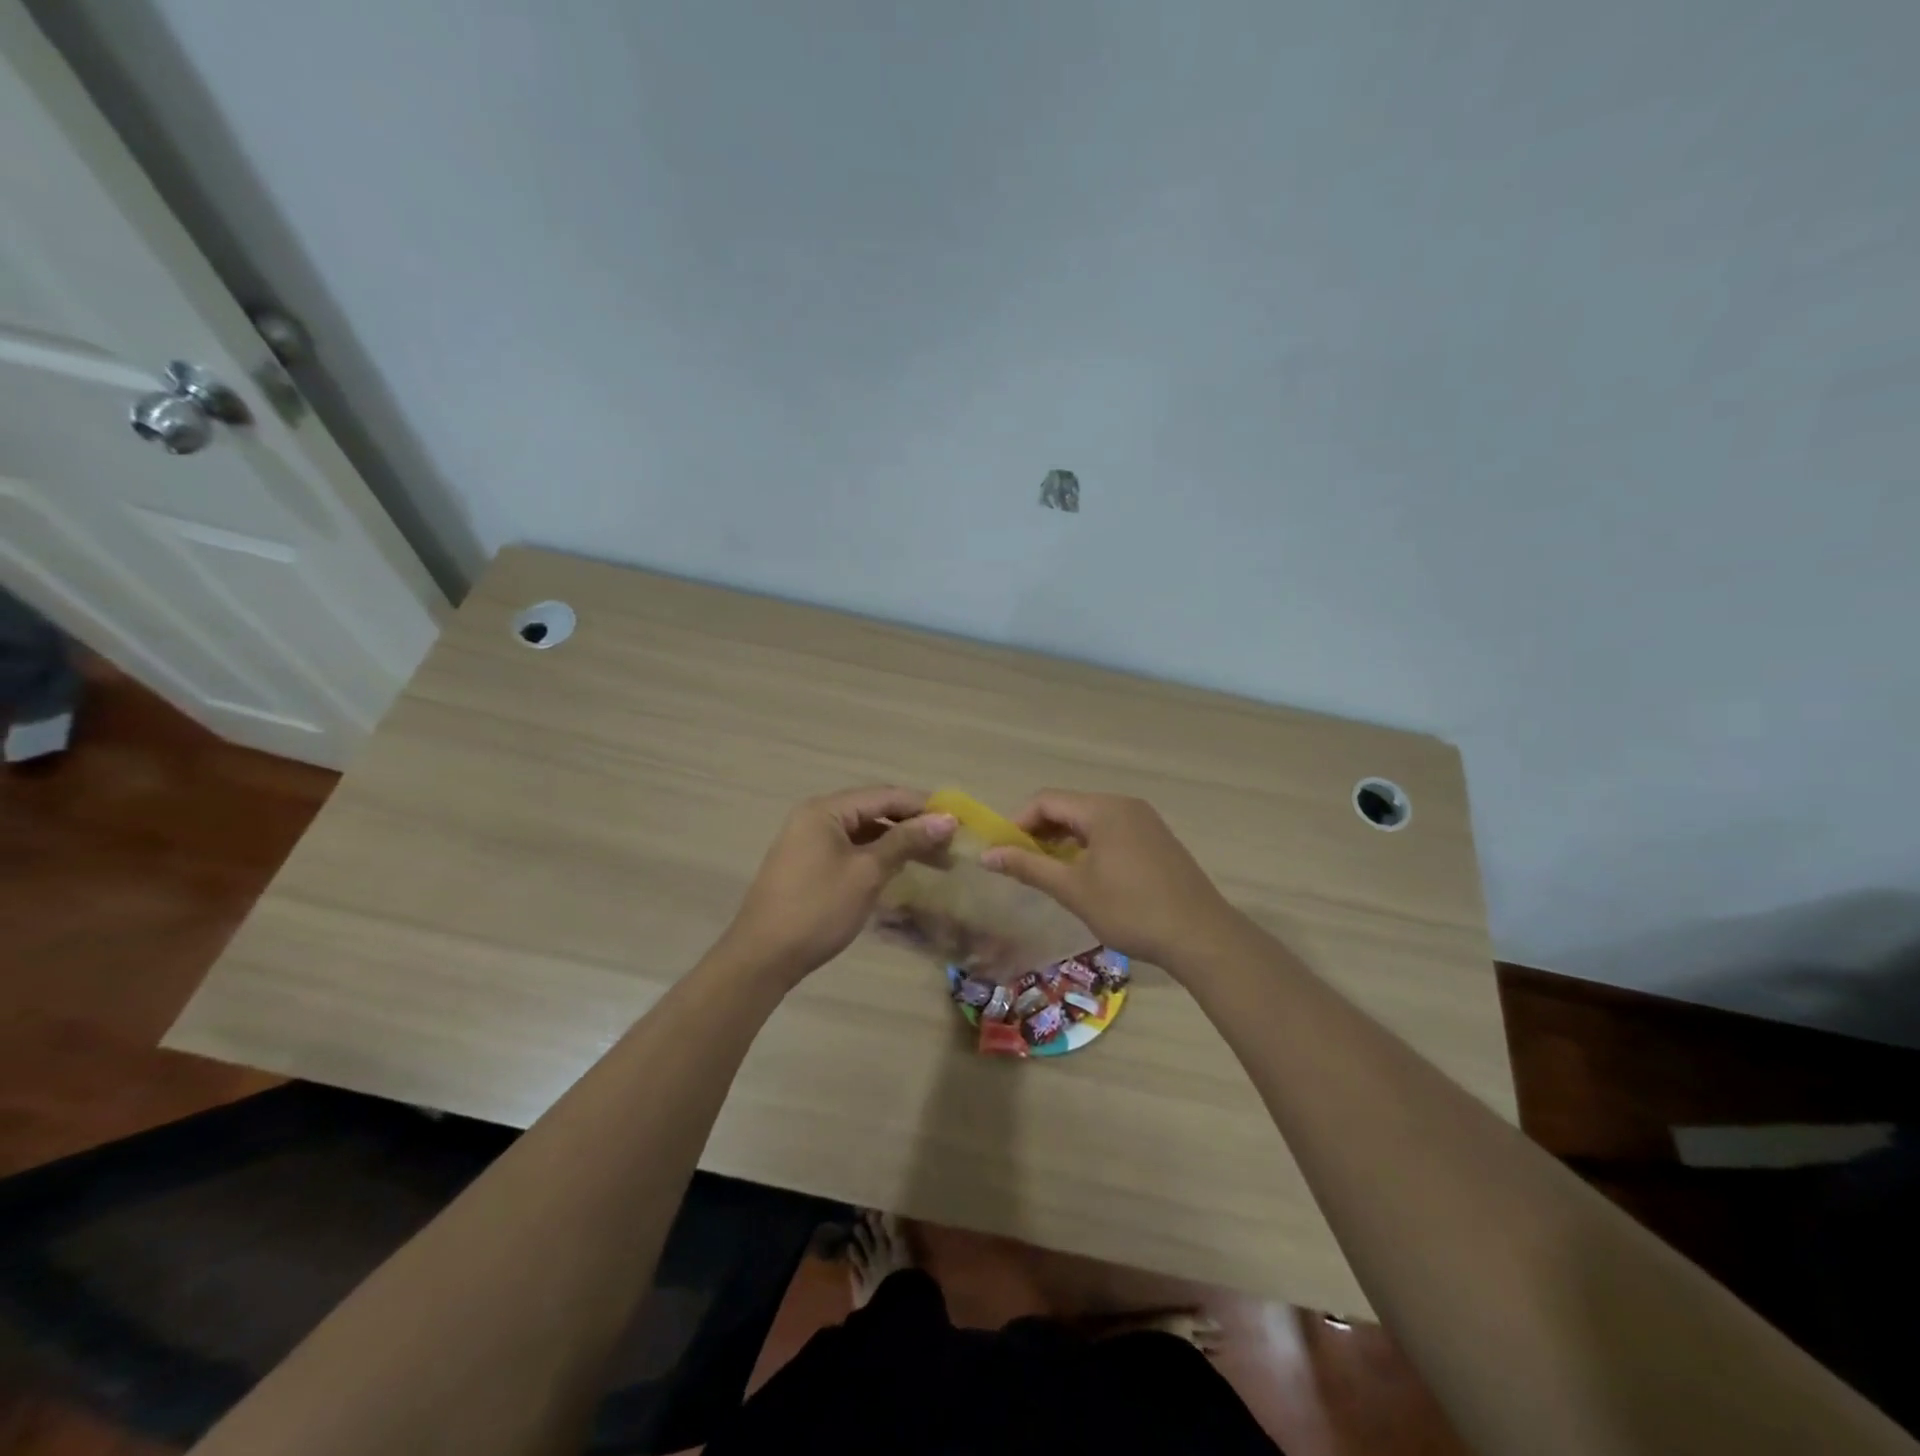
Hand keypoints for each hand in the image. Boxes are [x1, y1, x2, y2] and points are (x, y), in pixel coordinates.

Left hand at [719, 786, 956, 984]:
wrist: (763, 957)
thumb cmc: (818, 909)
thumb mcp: (867, 872)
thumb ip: (906, 841)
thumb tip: (947, 819)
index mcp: (825, 809)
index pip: (885, 795)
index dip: (923, 806)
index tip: (959, 821)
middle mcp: (815, 817)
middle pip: (874, 811)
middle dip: (913, 825)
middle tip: (951, 845)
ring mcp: (809, 841)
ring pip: (864, 832)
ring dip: (898, 842)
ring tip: (935, 860)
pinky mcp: (808, 864)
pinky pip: (851, 849)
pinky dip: (878, 856)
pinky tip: (900, 869)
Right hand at [980, 790, 1240, 970]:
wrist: (1200, 935)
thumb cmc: (1130, 909)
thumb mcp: (1073, 889)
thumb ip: (1028, 867)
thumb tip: (988, 855)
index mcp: (1103, 809)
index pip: (1046, 800)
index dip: (1018, 822)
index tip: (1003, 852)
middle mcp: (1124, 805)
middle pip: (1069, 806)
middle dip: (1040, 832)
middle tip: (1022, 864)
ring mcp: (1145, 821)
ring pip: (1090, 820)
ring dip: (1064, 840)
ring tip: (1049, 872)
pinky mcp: (1157, 840)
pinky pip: (1112, 831)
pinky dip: (1089, 845)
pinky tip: (1085, 874)